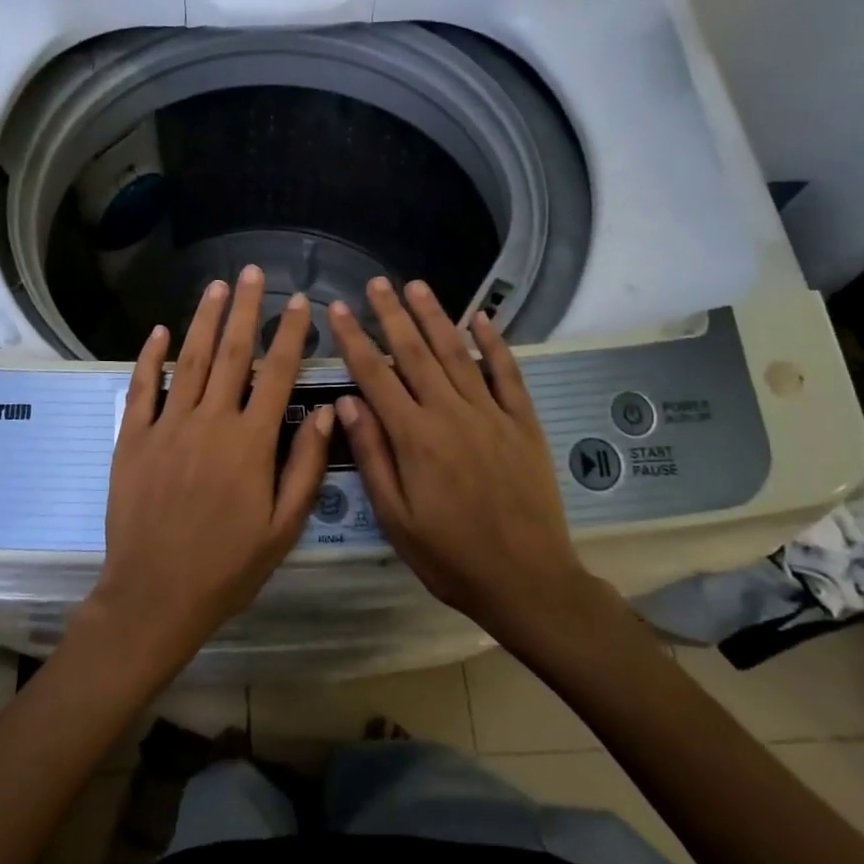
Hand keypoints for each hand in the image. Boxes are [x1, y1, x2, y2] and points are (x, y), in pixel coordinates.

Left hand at [79, 266, 333, 680]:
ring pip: (188, 360)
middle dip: (244, 310)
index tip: (299, 302)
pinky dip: (150, 357)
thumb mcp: (283, 528)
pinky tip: (158, 330)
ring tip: (216, 287)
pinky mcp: (133, 439)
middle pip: (231, 354)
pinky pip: (142, 388)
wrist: (155, 595)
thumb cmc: (227, 567)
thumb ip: (305, 467)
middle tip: (252, 272)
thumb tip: (326, 414)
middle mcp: (210, 422)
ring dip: (203, 320)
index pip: (277, 375)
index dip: (289, 335)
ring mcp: (167, 427)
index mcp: (251, 443)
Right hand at [329, 278, 598, 644]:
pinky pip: (507, 375)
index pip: (375, 375)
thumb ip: (372, 455)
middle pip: (415, 353)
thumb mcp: (396, 518)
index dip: (353, 339)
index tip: (337, 309)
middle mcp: (451, 414)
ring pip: (457, 354)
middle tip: (376, 282)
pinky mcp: (522, 424)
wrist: (527, 580)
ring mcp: (491, 415)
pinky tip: (482, 319)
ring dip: (436, 317)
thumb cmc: (450, 556)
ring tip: (417, 286)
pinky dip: (494, 344)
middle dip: (392, 315)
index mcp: (414, 437)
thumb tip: (347, 402)